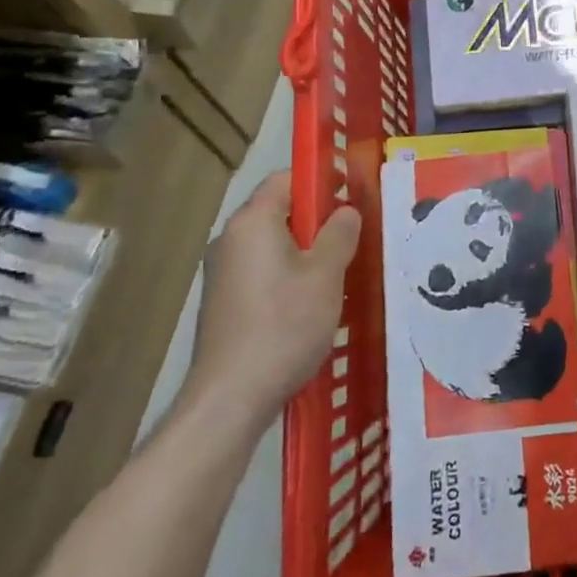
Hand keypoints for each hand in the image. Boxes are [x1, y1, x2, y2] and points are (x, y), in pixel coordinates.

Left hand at [187, 170, 361, 416]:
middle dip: (317, 218)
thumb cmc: (284, 325)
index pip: (285, 178)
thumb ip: (339, 234)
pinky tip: (310, 303)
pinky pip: (262, 270)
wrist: (230, 397)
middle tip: (353, 237)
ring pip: (272, 244)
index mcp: (252, 222)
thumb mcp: (325, 275)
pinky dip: (288, 274)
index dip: (321, 179)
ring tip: (338, 272)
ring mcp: (222, 272)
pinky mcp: (224, 301)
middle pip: (278, 210)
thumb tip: (345, 211)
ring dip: (305, 249)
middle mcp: (230, 239)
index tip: (352, 194)